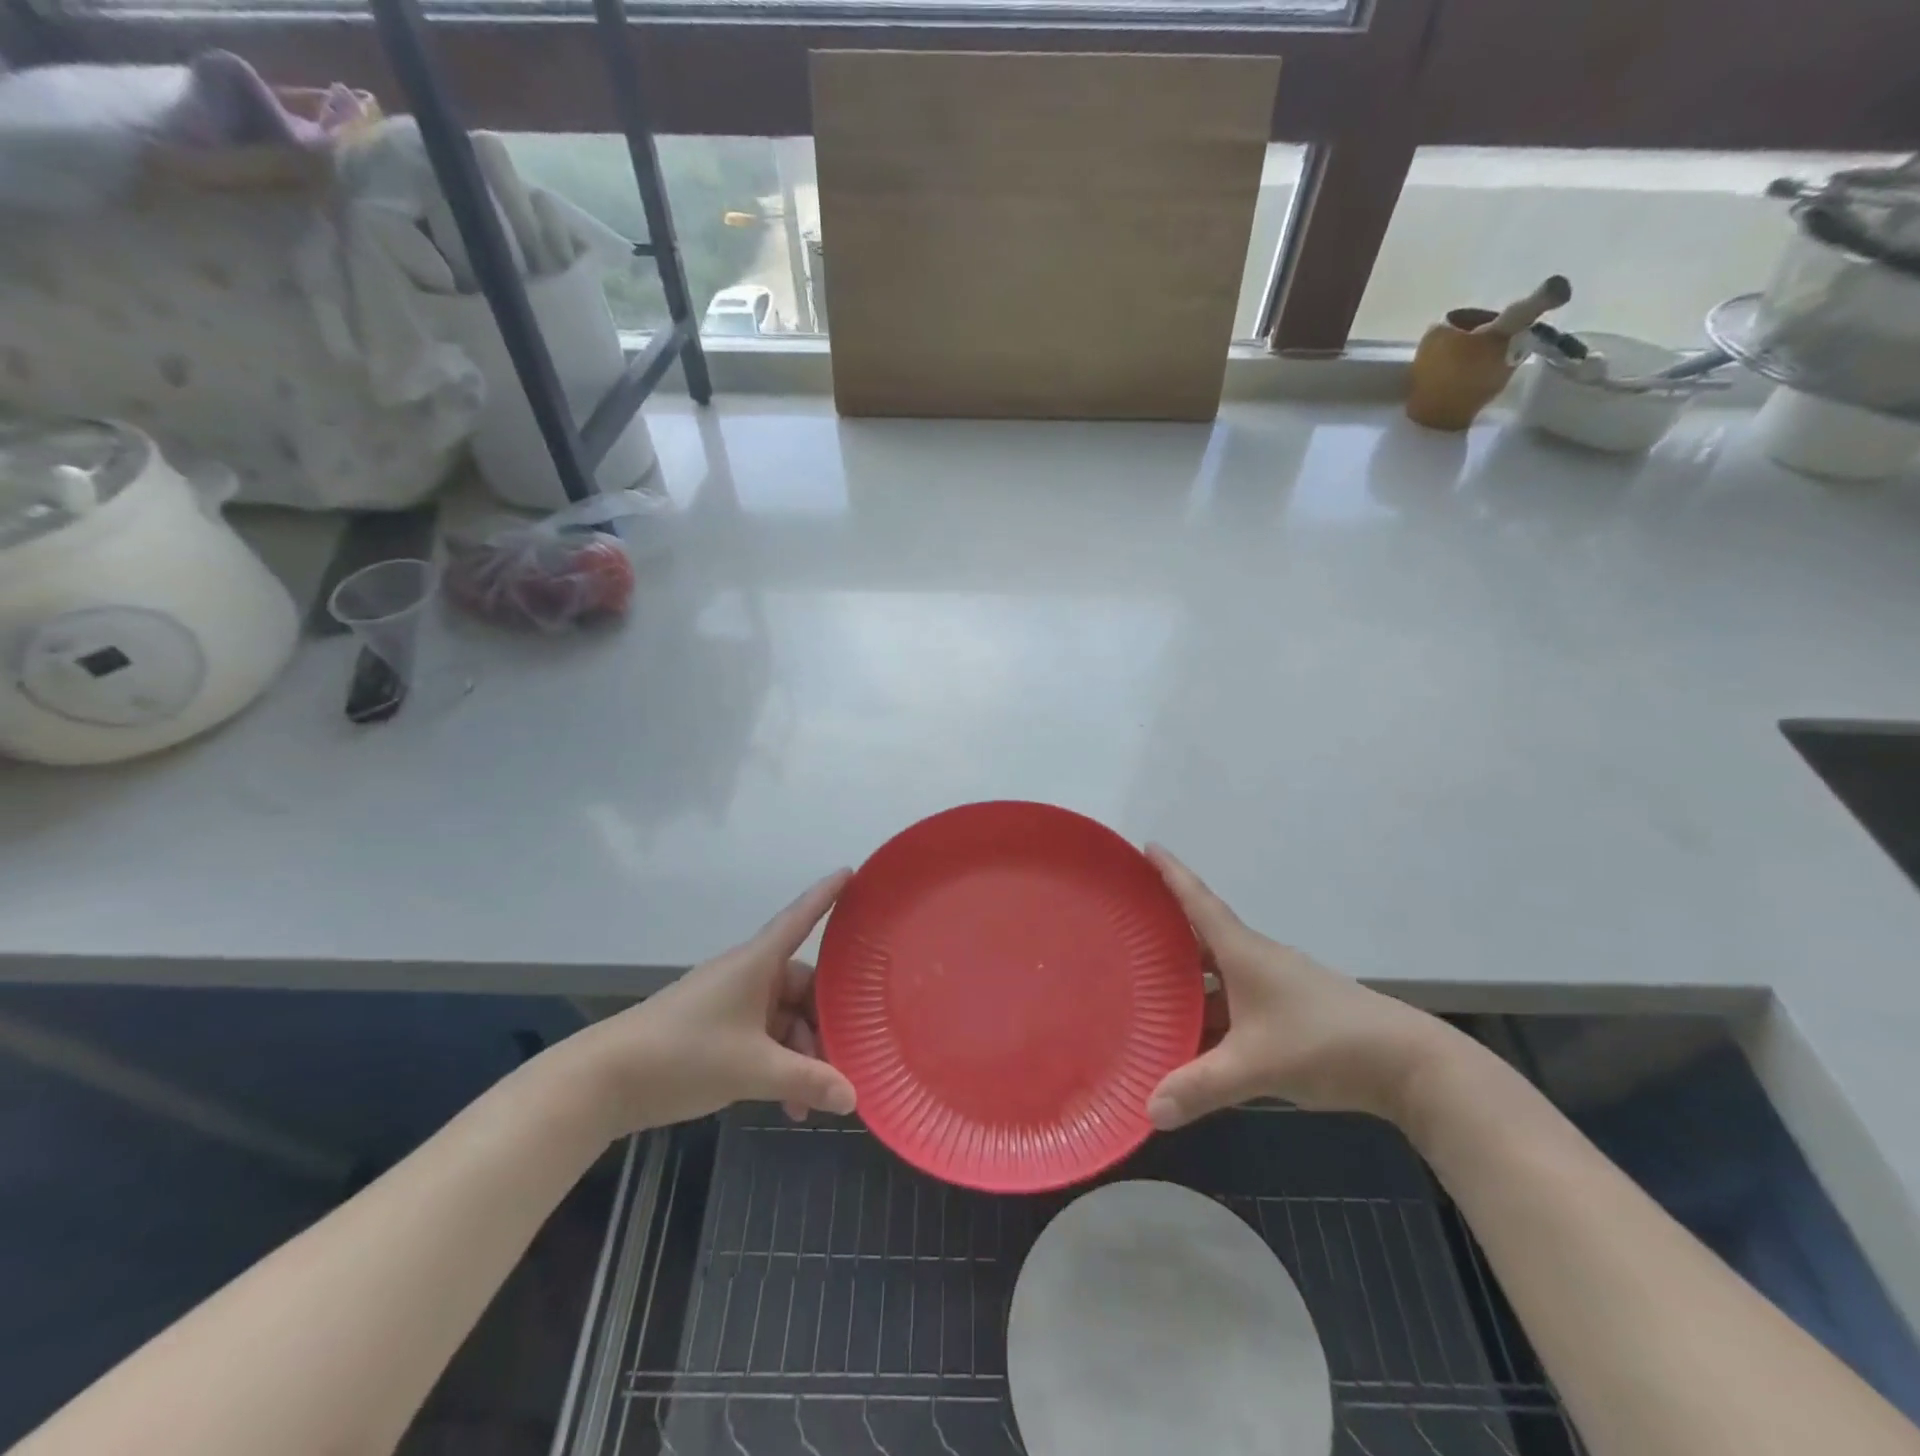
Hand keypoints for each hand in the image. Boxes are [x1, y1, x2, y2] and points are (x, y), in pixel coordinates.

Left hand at [562, 872, 859, 1134]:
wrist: (604, 1080)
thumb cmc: (684, 1054)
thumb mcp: (753, 1070)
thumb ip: (806, 1081)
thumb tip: (853, 1097)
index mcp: (757, 963)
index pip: (800, 917)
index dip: (827, 894)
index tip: (852, 871)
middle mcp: (747, 975)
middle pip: (801, 986)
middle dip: (824, 1024)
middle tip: (847, 1058)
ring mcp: (730, 1002)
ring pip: (783, 1018)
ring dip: (800, 1054)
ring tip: (809, 1101)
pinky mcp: (715, 1029)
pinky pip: (762, 1038)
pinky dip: (777, 1064)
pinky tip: (786, 1104)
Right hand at [1144, 846, 1457, 1129]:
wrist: (1409, 1064)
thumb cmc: (1324, 1044)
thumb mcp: (1255, 1067)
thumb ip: (1200, 1088)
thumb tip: (1149, 1113)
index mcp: (1243, 953)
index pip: (1198, 901)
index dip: (1171, 872)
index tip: (1147, 846)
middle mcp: (1257, 959)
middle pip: (1203, 937)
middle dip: (1166, 932)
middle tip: (1127, 929)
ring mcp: (1277, 984)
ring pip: (1220, 973)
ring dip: (1189, 979)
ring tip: (1148, 988)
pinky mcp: (1292, 1009)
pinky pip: (1238, 999)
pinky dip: (1213, 1009)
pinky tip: (1197, 1035)